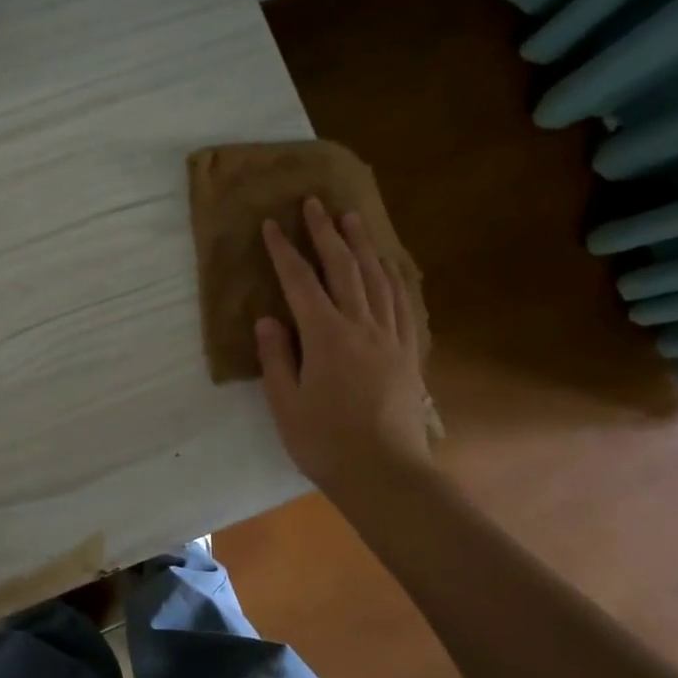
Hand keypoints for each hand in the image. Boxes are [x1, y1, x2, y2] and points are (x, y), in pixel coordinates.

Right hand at [256, 197, 434, 494]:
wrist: (385, 474)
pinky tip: (388, 266)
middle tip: (315, 203)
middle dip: (326, 233)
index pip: (300, 282)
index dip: (283, 251)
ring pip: (377, 279)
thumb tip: (268, 319)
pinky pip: (403, 304)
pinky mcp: (408, 353)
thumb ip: (276, 356)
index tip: (271, 225)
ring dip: (363, 245)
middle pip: (343, 268)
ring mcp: (390, 337)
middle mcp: (361, 326)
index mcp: (326, 337)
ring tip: (352, 218)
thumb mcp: (285, 403)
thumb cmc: (325, 442)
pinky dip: (393, 277)